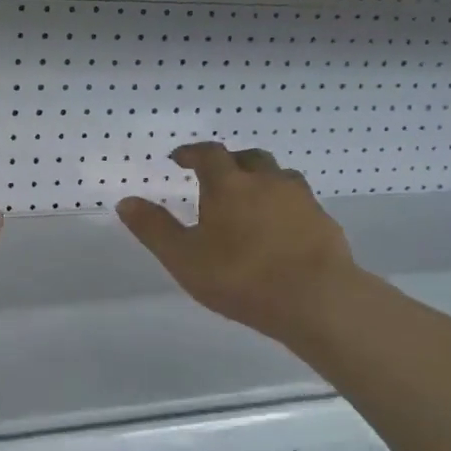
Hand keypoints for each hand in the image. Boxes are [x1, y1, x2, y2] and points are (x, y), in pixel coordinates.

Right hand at [117, 143, 358, 349]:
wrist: (316, 298)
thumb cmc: (241, 276)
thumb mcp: (183, 258)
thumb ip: (154, 228)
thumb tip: (126, 201)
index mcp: (230, 184)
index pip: (209, 154)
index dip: (192, 153)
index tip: (179, 159)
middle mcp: (267, 181)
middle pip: (249, 157)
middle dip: (230, 161)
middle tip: (216, 176)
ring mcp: (301, 200)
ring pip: (279, 176)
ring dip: (262, 180)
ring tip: (251, 200)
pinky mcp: (324, 222)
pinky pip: (299, 203)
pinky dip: (284, 206)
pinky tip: (280, 229)